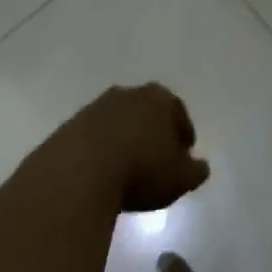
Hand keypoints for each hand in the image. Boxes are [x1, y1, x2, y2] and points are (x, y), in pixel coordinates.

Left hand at [70, 84, 211, 212]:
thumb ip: (194, 171)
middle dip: (153, 132)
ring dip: (124, 141)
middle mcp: (129, 94)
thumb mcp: (178, 178)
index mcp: (159, 98)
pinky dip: (100, 152)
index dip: (183, 134)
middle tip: (156, 159)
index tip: (183, 156)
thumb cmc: (140, 169)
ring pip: (118, 122)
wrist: (78, 173)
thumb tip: (201, 167)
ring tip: (126, 170)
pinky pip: (93, 138)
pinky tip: (100, 174)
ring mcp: (96, 108)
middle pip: (146, 112)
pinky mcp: (70, 126)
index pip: (178, 112)